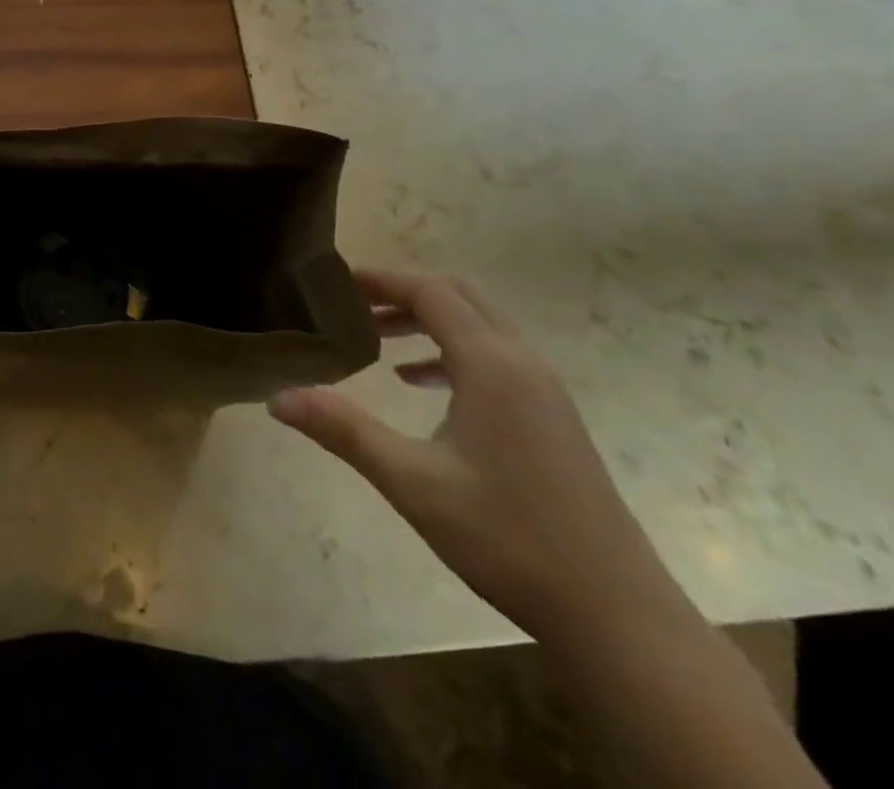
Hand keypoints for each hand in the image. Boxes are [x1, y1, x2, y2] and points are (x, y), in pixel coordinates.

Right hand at [268, 271, 685, 640]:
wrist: (616, 615)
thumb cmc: (508, 538)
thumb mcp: (413, 482)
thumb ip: (344, 431)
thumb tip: (277, 398)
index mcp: (491, 363)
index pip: (430, 291)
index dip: (382, 278)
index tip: (337, 281)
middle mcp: (521, 361)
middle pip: (458, 295)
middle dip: (404, 291)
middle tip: (354, 304)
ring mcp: (543, 388)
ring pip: (479, 324)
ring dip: (428, 320)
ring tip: (379, 338)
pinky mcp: (552, 416)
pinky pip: (495, 356)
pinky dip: (452, 351)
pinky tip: (421, 385)